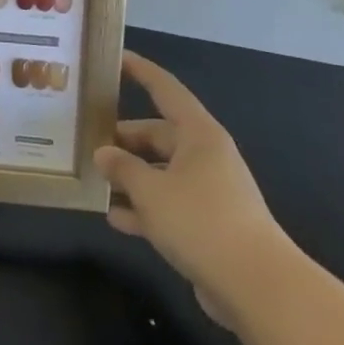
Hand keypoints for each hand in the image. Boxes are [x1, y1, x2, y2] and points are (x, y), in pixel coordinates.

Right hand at [95, 52, 294, 329]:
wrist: (257, 287)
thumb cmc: (200, 221)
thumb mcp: (150, 189)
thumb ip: (122, 168)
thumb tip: (104, 154)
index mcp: (198, 135)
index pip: (166, 90)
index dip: (141, 71)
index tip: (116, 58)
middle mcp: (205, 157)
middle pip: (158, 135)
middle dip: (123, 140)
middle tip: (86, 140)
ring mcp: (208, 192)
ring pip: (160, 173)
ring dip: (130, 177)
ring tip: (93, 179)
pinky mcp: (208, 225)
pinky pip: (167, 205)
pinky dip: (143, 208)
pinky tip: (114, 218)